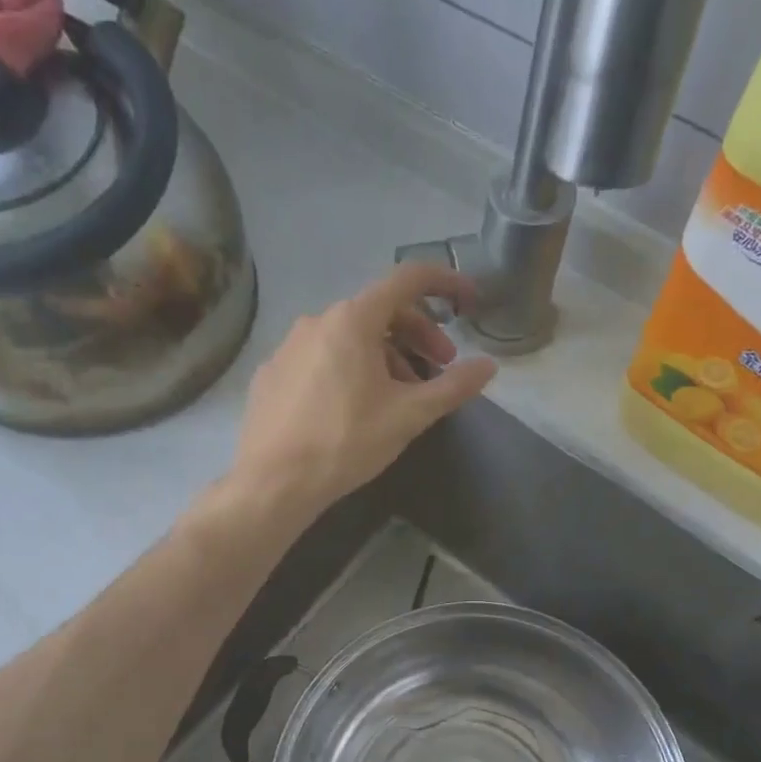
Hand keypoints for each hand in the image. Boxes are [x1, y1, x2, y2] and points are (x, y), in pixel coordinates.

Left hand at [227, 265, 496, 519]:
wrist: (274, 482)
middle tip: (440, 368)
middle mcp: (317, 321)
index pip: (408, 279)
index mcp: (353, 320)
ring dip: (384, 356)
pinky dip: (348, 370)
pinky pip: (320, 359)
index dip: (447, 283)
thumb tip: (488, 366)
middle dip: (418, 334)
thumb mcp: (408, 416)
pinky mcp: (271, 374)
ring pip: (349, 338)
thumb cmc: (346, 443)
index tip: (470, 301)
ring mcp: (288, 347)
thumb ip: (453, 387)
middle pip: (379, 311)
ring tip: (398, 397)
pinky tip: (353, 408)